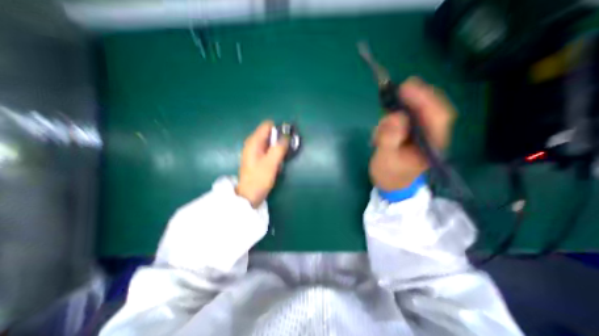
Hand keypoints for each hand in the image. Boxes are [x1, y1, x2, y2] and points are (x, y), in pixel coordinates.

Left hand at [235, 121, 288, 208]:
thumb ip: (279, 147)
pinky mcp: (257, 158)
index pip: (267, 125)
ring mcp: (254, 151)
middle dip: (279, 139)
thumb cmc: (259, 179)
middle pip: (269, 133)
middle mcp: (252, 143)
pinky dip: (274, 153)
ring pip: (269, 143)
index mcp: (254, 141)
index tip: (287, 138)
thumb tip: (287, 136)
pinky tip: (276, 163)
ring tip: (282, 158)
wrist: (249, 195)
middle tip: (286, 149)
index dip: (278, 129)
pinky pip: (268, 150)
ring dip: (278, 147)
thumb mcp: (271, 162)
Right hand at [370, 76, 454, 191]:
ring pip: (415, 112)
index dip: (424, 98)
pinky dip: (392, 119)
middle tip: (394, 93)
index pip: (437, 116)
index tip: (406, 87)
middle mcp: (431, 136)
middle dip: (413, 98)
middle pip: (430, 109)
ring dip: (396, 114)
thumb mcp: (385, 159)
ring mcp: (421, 134)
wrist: (391, 184)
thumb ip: (389, 139)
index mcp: (431, 145)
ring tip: (379, 133)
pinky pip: (405, 118)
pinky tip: (380, 132)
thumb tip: (396, 116)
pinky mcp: (411, 133)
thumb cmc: (389, 175)